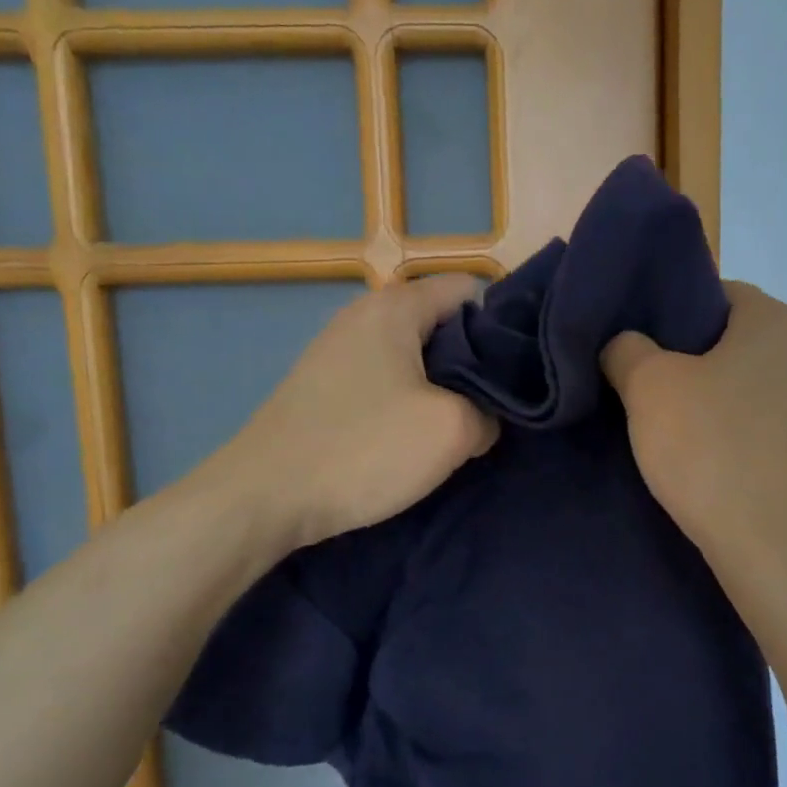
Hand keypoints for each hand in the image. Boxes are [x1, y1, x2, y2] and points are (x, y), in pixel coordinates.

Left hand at [198, 274, 498, 555]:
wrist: (266, 496)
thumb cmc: (364, 449)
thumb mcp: (453, 430)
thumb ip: (489, 411)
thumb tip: (485, 417)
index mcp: (395, 307)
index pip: (469, 290)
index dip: (503, 326)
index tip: (520, 370)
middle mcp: (364, 315)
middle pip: (442, 323)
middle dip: (476, 361)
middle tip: (498, 404)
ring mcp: (339, 351)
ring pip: (416, 357)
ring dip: (444, 387)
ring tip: (463, 425)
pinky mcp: (326, 387)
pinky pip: (387, 381)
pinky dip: (410, 402)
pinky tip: (417, 438)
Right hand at [602, 280, 786, 557]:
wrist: (768, 541)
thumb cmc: (709, 446)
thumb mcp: (648, 385)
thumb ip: (626, 348)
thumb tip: (624, 346)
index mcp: (777, 321)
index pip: (716, 293)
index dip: (671, 315)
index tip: (641, 348)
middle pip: (732, 338)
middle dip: (688, 358)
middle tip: (643, 385)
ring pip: (745, 382)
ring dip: (708, 396)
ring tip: (666, 424)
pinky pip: (759, 420)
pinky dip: (730, 428)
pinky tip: (700, 455)